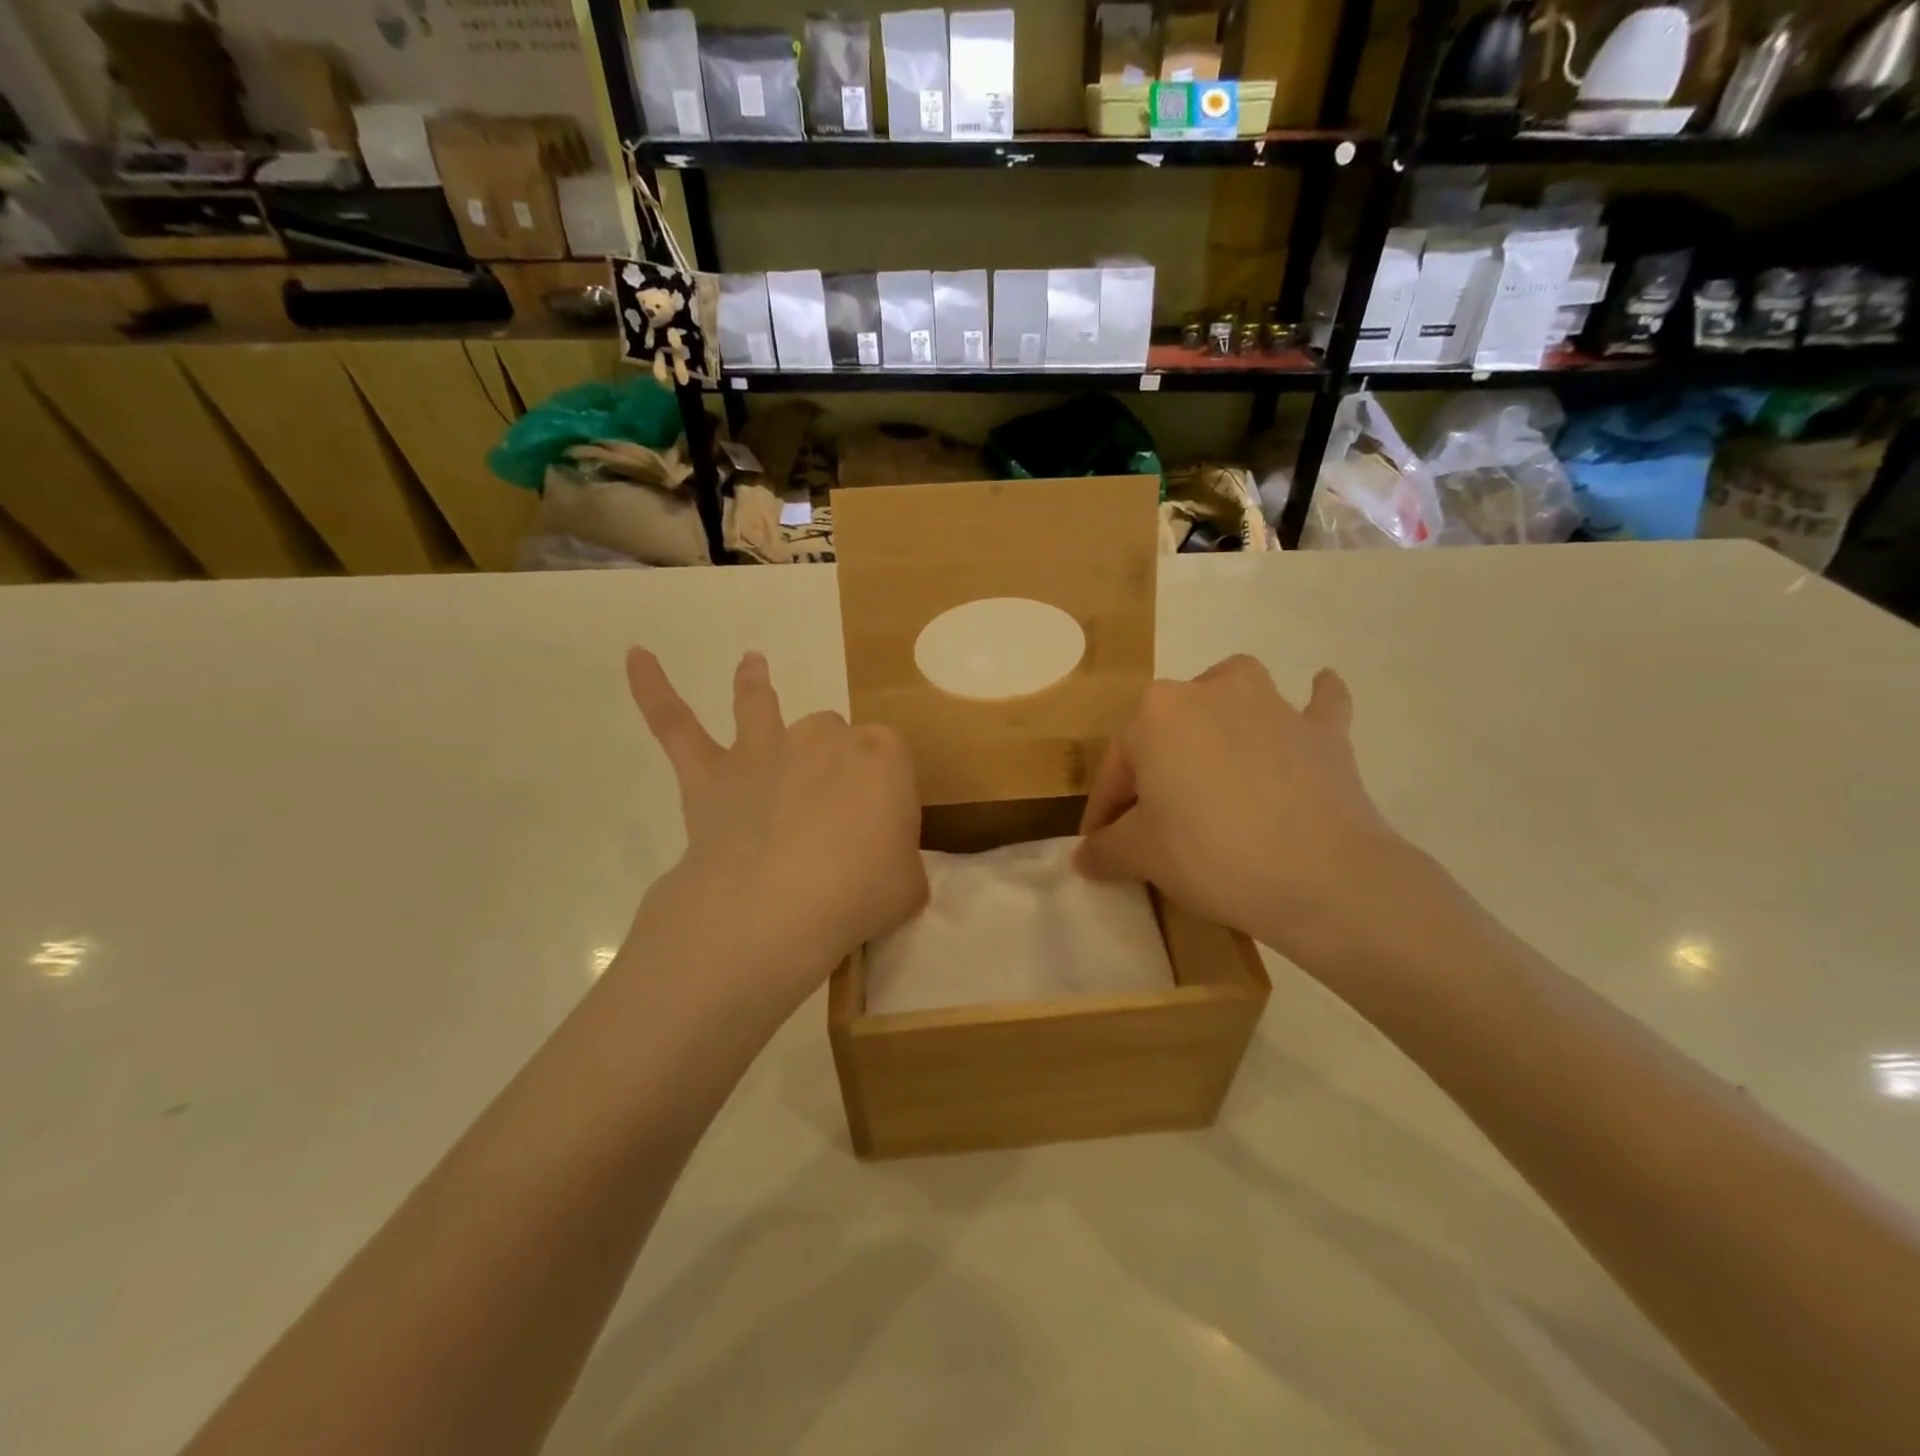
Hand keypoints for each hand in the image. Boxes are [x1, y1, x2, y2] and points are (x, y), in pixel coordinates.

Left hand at [626, 649, 926, 1009]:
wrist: (777, 908)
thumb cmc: (858, 895)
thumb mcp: (909, 887)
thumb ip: (901, 865)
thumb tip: (885, 866)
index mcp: (881, 757)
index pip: (889, 759)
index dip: (886, 791)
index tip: (883, 830)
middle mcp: (822, 740)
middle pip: (831, 733)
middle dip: (832, 760)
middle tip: (831, 815)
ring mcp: (763, 753)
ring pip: (760, 706)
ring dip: (755, 684)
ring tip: (750, 662)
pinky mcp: (711, 776)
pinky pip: (676, 724)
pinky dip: (653, 690)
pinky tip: (635, 655)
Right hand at [1076, 655, 1428, 966]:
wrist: (1321, 876)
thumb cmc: (1211, 853)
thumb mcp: (1141, 856)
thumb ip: (1106, 849)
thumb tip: (1086, 858)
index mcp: (1157, 713)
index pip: (1117, 766)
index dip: (1105, 811)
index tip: (1102, 847)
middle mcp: (1211, 692)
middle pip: (1169, 729)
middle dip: (1156, 769)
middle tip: (1155, 820)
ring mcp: (1273, 705)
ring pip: (1234, 695)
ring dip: (1223, 715)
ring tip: (1217, 751)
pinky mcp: (1323, 732)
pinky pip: (1317, 707)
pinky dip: (1313, 704)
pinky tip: (1313, 704)